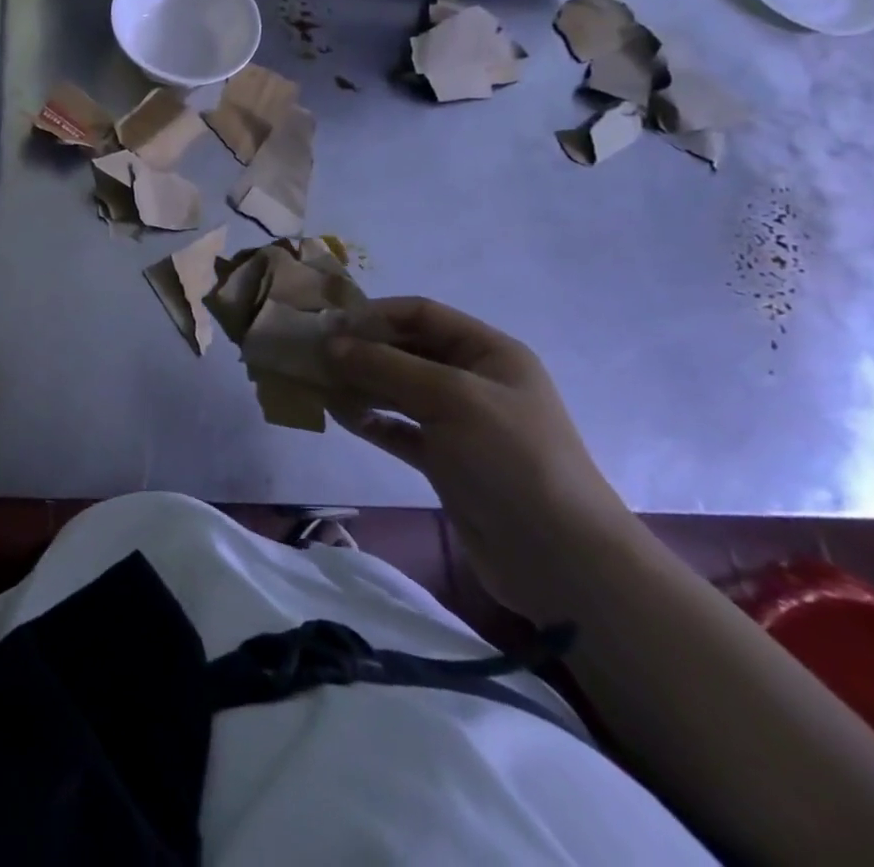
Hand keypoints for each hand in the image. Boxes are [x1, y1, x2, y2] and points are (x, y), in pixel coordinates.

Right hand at [324, 297, 638, 621]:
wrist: (560, 559)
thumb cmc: (510, 458)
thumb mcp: (450, 398)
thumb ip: (386, 367)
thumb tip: (330, 344)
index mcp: (488, 353)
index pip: (422, 314)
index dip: (375, 314)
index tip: (330, 327)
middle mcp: (473, 381)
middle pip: (406, 350)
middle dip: (362, 350)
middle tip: (313, 357)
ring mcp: (460, 423)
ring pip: (398, 390)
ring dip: (360, 385)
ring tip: (319, 387)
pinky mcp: (446, 461)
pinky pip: (399, 429)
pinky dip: (371, 421)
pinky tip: (341, 418)